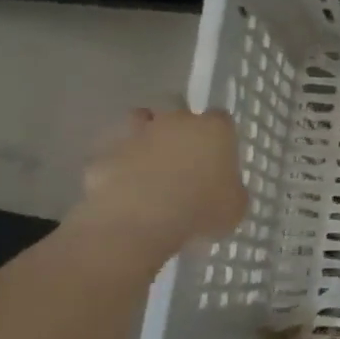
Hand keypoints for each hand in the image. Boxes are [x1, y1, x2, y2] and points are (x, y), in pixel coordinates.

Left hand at [68, 107, 248, 262]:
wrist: (139, 223)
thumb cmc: (200, 210)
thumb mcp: (235, 206)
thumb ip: (231, 189)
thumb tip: (224, 189)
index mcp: (213, 129)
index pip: (221, 119)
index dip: (219, 136)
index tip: (219, 156)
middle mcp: (175, 121)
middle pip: (179, 115)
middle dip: (181, 134)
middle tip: (184, 163)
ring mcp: (136, 134)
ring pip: (140, 123)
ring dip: (145, 138)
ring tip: (149, 167)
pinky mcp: (105, 154)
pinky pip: (115, 156)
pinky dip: (118, 167)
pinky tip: (123, 190)